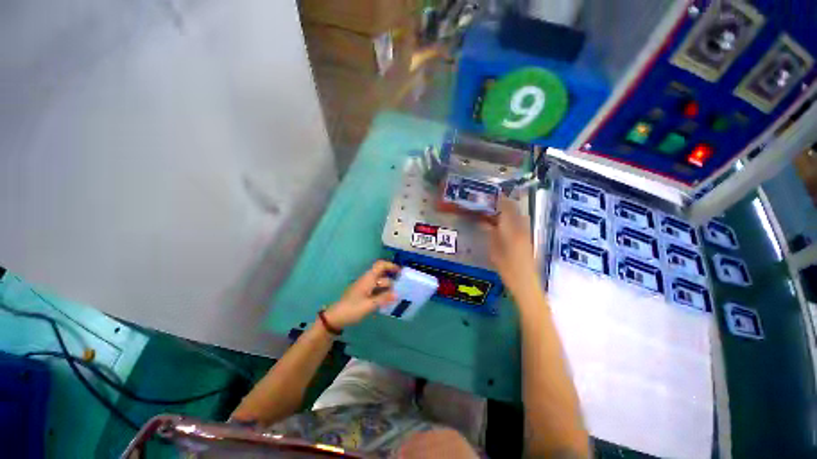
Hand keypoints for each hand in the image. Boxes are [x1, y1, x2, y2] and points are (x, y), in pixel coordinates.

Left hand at [324, 260, 398, 328]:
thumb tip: (397, 294)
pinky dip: (382, 294)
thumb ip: (383, 298)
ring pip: (378, 284)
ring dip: (387, 289)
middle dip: (392, 281)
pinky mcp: (362, 294)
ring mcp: (364, 287)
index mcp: (368, 279)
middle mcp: (366, 280)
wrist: (335, 318)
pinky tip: (387, 301)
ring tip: (396, 297)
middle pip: (381, 276)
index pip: (380, 265)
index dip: (390, 265)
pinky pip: (375, 290)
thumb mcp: (369, 305)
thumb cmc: (352, 309)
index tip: (400, 271)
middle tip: (402, 289)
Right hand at [483, 197, 537, 291]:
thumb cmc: (507, 268)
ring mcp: (526, 233)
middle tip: (492, 202)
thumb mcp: (494, 251)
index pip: (506, 208)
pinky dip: (512, 218)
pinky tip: (504, 223)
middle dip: (504, 202)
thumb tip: (484, 222)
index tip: (491, 195)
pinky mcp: (528, 238)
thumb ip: (490, 234)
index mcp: (511, 230)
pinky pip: (521, 222)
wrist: (526, 283)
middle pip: (514, 209)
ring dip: (509, 210)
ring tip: (497, 211)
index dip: (500, 199)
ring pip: (518, 215)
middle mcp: (521, 228)